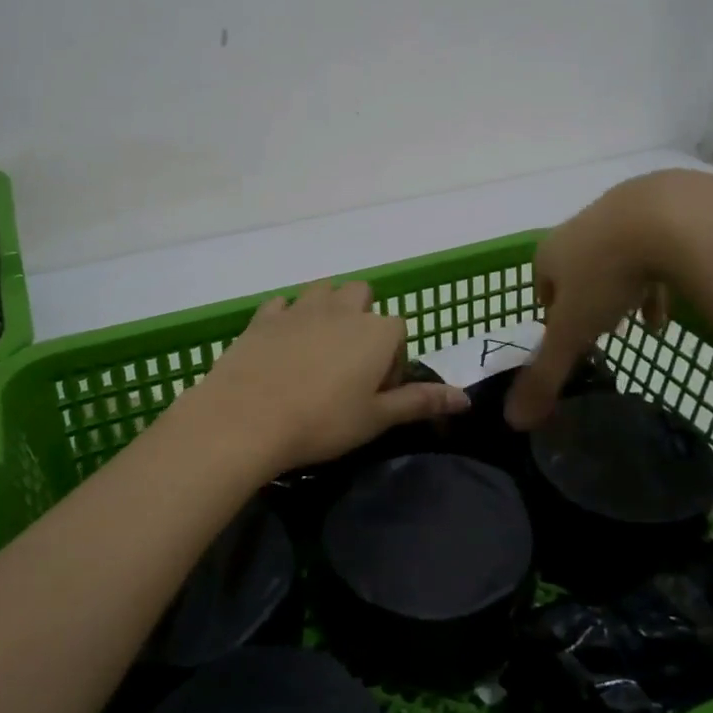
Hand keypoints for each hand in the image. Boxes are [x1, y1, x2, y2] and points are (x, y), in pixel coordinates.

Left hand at [181, 280, 469, 475]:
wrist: (246, 417)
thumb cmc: (322, 422)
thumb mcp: (376, 419)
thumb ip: (420, 402)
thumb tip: (466, 399)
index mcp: (376, 331)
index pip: (398, 331)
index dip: (391, 361)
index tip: (376, 393)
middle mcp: (342, 309)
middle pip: (362, 295)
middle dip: (362, 319)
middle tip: (349, 364)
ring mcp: (300, 308)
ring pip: (323, 291)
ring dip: (327, 310)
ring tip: (317, 351)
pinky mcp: (264, 316)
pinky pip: (283, 304)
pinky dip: (287, 317)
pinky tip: (281, 347)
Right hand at [505, 170, 712, 429]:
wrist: (672, 216)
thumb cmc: (608, 274)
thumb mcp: (574, 332)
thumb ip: (546, 375)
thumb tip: (511, 421)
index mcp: (551, 252)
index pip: (541, 285)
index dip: (552, 312)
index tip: (568, 336)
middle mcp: (581, 227)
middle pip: (579, 268)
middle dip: (590, 298)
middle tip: (606, 327)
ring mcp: (623, 211)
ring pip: (620, 255)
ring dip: (627, 287)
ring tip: (645, 321)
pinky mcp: (666, 205)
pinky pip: (659, 244)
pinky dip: (663, 273)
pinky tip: (677, 299)